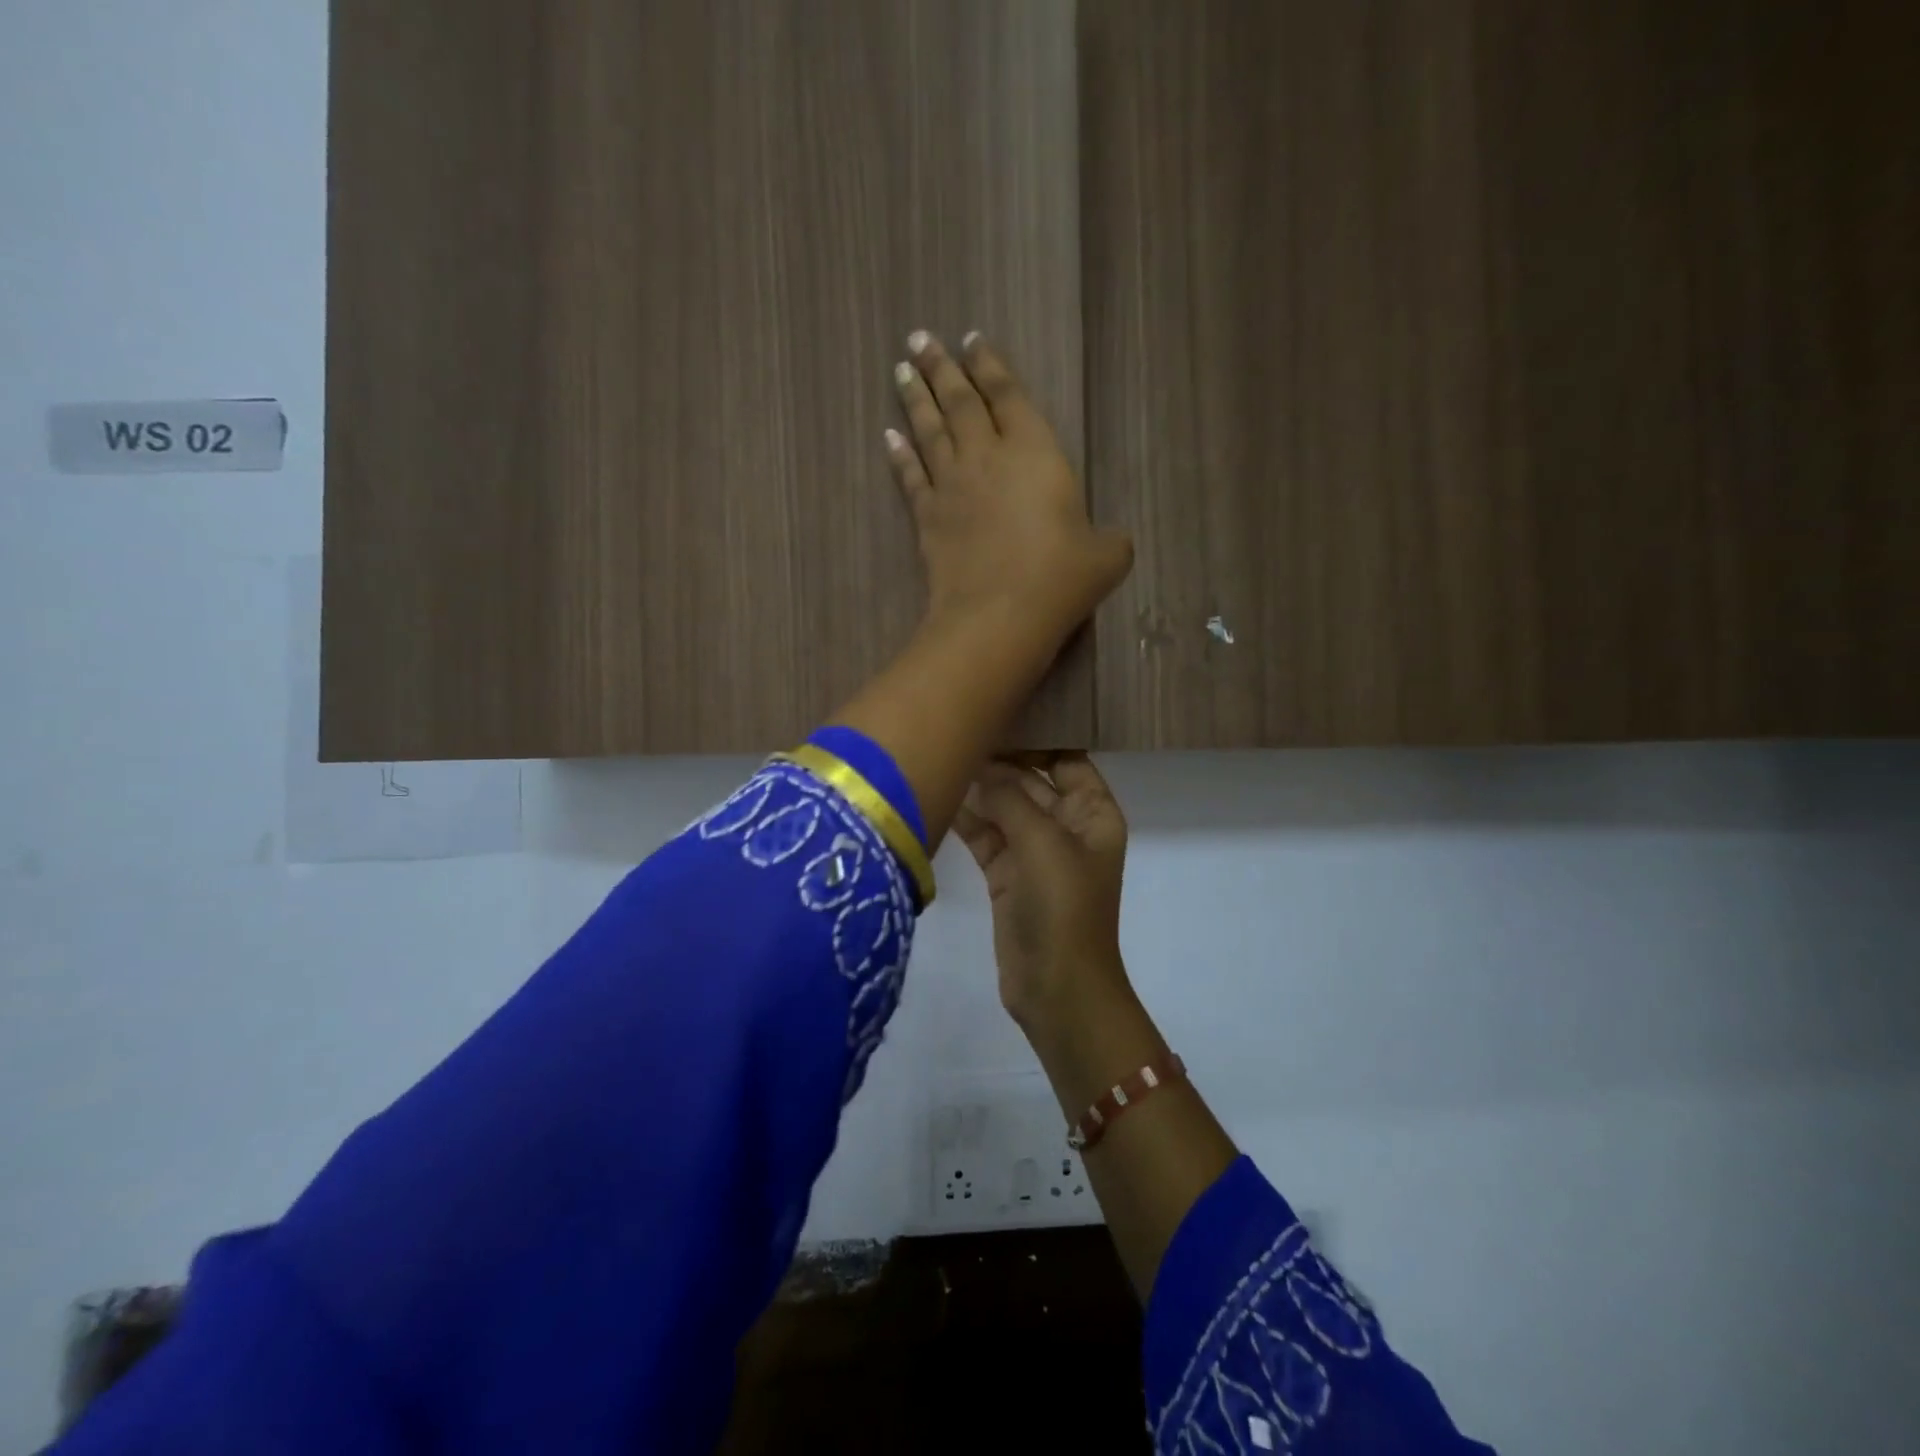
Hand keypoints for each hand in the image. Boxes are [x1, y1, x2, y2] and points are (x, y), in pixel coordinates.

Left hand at [886, 331, 1131, 648]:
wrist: (999, 615)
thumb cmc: (1059, 578)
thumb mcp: (1106, 557)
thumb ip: (1109, 541)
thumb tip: (1109, 543)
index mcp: (1034, 451)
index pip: (1007, 394)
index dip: (990, 365)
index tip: (971, 339)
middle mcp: (987, 457)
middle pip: (960, 402)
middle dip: (942, 367)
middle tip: (920, 337)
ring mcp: (952, 487)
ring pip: (930, 431)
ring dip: (916, 398)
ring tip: (902, 370)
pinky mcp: (928, 519)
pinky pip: (911, 478)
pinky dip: (900, 456)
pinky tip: (889, 437)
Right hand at [953, 754, 1133, 1032]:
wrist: (1057, 988)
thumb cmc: (1064, 908)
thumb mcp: (1043, 843)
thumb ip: (1010, 798)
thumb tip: (980, 767)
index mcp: (1093, 813)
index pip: (1066, 759)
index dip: (1036, 738)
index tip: (996, 713)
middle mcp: (1066, 826)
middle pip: (1031, 780)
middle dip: (998, 762)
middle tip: (955, 732)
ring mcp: (1035, 852)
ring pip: (1005, 808)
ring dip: (979, 789)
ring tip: (940, 757)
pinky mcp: (1007, 875)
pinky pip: (987, 836)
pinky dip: (968, 820)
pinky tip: (939, 796)